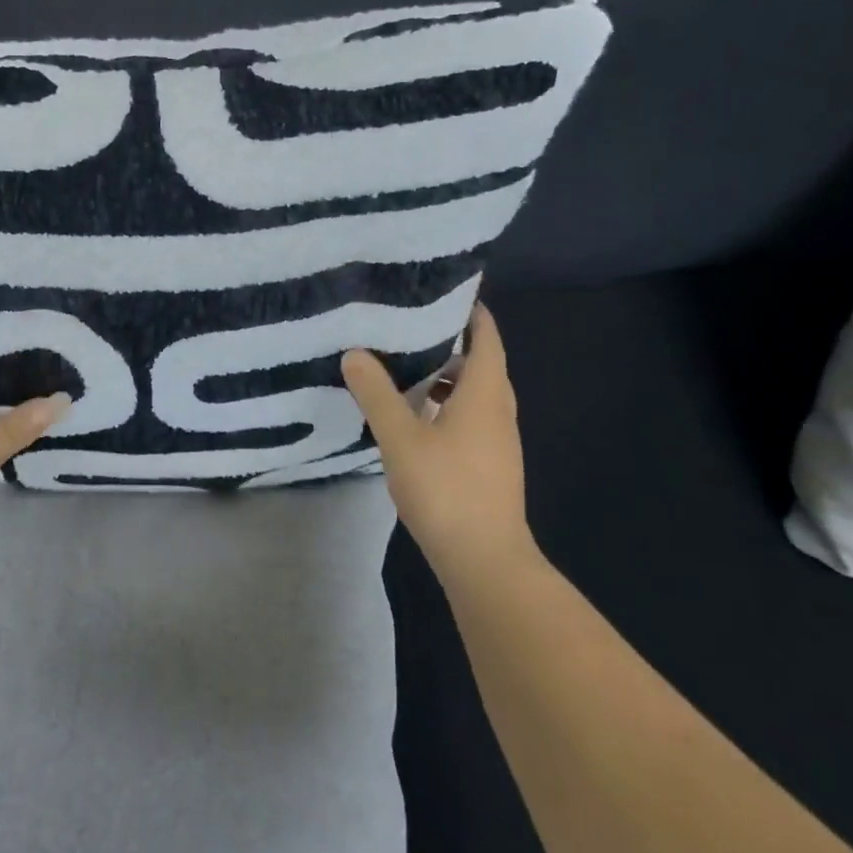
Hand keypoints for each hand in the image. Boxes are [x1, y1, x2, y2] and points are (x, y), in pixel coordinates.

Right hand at [341, 303, 535, 576]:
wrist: (485, 561)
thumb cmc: (446, 490)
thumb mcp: (401, 438)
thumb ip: (377, 394)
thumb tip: (355, 353)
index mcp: (485, 394)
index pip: (487, 337)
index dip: (471, 311)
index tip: (442, 290)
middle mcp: (498, 411)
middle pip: (482, 363)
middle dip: (451, 341)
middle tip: (410, 324)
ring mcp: (497, 441)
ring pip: (475, 394)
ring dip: (446, 376)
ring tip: (405, 366)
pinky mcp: (489, 464)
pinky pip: (470, 417)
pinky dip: (446, 404)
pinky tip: (415, 417)